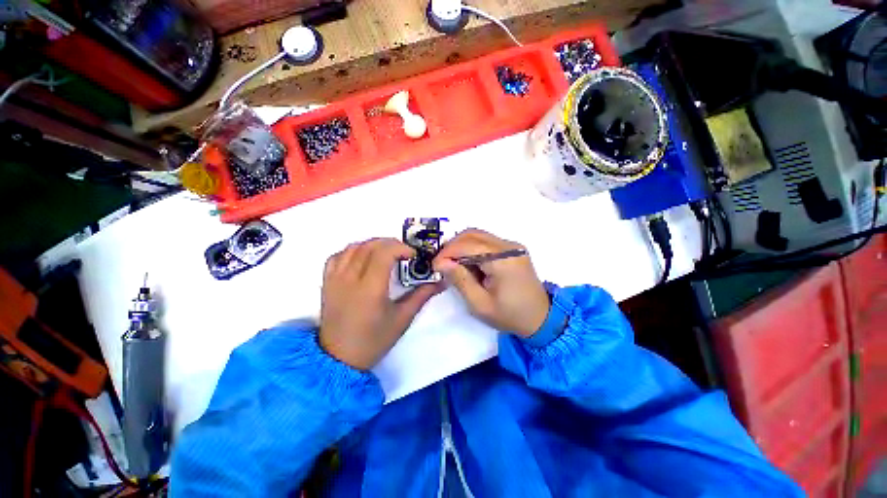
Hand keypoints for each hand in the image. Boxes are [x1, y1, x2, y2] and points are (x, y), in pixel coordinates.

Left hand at [320, 238, 441, 369]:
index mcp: (370, 288)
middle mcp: (350, 279)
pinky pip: (338, 256)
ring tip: (385, 253)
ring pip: (353, 247)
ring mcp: (335, 279)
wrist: (340, 358)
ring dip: (373, 244)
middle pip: (370, 246)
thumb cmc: (374, 340)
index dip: (400, 247)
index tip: (412, 255)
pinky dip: (353, 251)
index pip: (383, 253)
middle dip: (390, 243)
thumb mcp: (402, 319)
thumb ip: (422, 296)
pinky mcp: (327, 282)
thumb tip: (442, 282)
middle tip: (403, 253)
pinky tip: (362, 258)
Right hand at [433, 229, 549, 337]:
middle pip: (473, 234)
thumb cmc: (510, 315)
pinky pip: (486, 241)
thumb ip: (460, 280)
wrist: (540, 318)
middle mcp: (509, 246)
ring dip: (461, 246)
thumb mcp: (480, 304)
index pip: (469, 245)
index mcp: (504, 261)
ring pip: (478, 235)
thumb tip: (441, 262)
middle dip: (453, 246)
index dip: (448, 252)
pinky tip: (467, 263)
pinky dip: (472, 248)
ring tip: (452, 263)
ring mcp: (512, 245)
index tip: (435, 265)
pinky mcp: (512, 248)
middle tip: (442, 263)